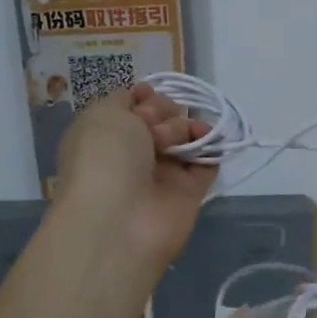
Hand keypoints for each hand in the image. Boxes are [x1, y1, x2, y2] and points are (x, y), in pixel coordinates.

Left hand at [54, 84, 217, 266]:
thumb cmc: (105, 158)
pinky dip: (213, 148)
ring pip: (185, 136)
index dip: (144, 96)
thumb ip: (125, 98)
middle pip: (162, 117)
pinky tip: (211, 140)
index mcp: (106, 134)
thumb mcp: (103, 114)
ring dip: (185, 128)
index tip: (146, 97)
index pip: (134, 105)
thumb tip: (144, 97)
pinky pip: (207, 162)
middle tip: (156, 128)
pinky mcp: (189, 192)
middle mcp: (133, 153)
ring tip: (178, 140)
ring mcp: (162, 173)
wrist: (119, 220)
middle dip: (164, 112)